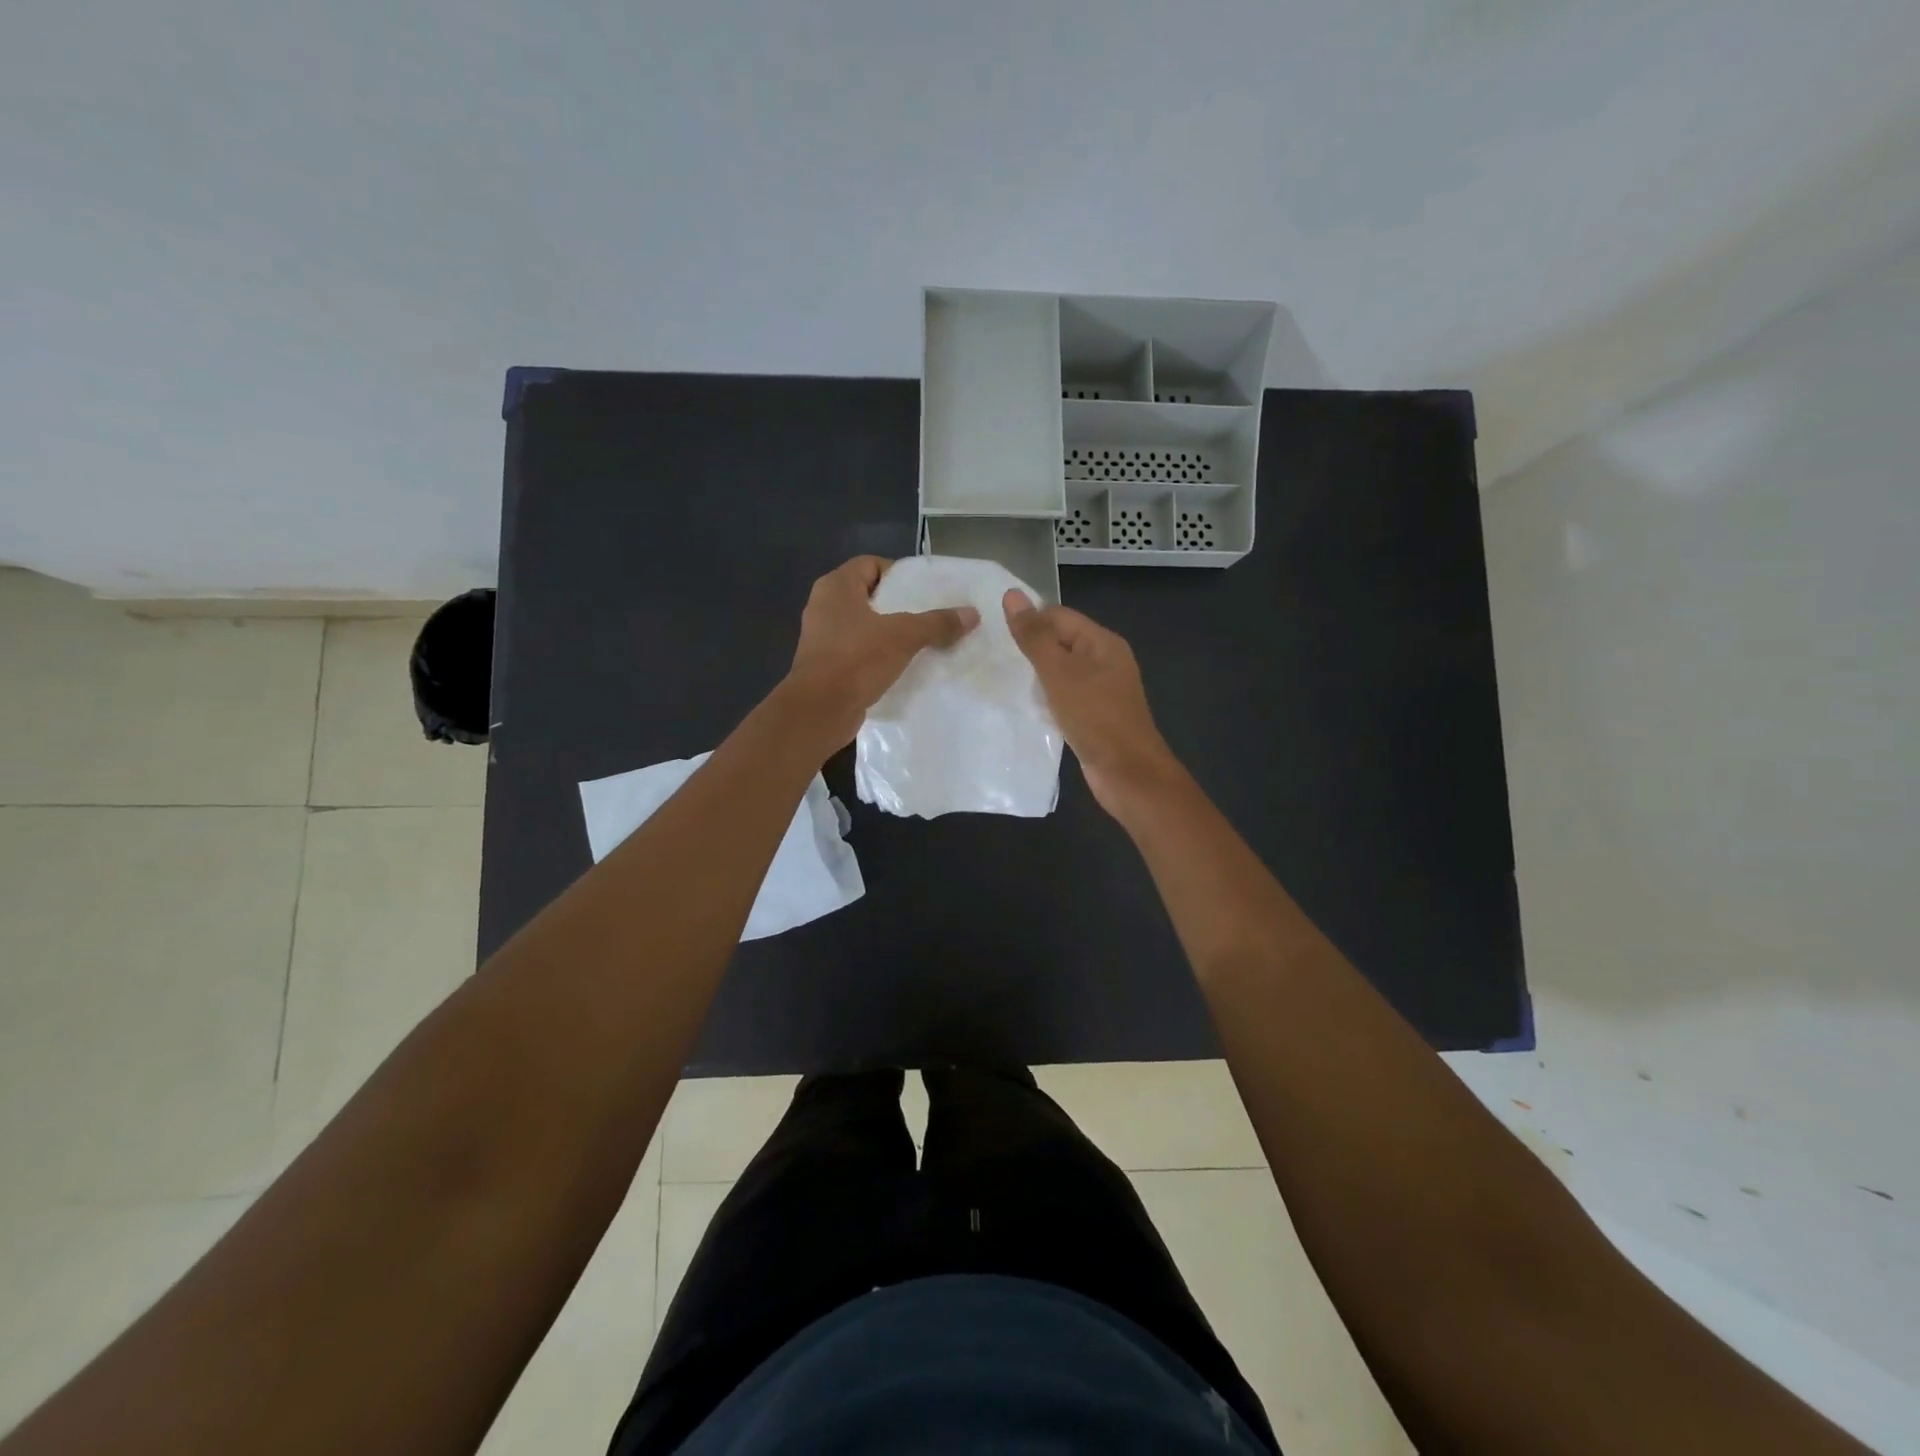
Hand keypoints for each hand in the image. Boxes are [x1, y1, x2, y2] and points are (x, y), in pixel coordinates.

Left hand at [782, 556, 978, 748]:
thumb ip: (937, 623)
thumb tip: (972, 614)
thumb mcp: (903, 636)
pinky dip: (879, 655)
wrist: (820, 710)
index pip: (870, 564)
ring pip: (864, 626)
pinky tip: (904, 666)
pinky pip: (859, 651)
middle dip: (899, 605)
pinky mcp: (827, 665)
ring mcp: (823, 638)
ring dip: (890, 633)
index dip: (898, 573)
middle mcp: (824, 606)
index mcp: (836, 587)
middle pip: (869, 596)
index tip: (924, 590)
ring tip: (923, 641)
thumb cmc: (857, 659)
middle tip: (930, 615)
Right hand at [1003, 589, 1180, 815]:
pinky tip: (1027, 706)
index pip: (1058, 616)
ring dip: (1037, 676)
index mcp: (1102, 642)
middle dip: (1030, 649)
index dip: (1028, 622)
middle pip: (1060, 642)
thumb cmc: (1094, 717)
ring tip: (1004, 680)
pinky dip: (1047, 698)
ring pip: (1061, 671)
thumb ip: (1034, 636)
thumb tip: (1012, 594)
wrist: (1127, 773)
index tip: (994, 636)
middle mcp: (1105, 660)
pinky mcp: (1095, 715)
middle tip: (993, 658)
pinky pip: (1065, 696)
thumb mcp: (1058, 673)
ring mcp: (1102, 689)